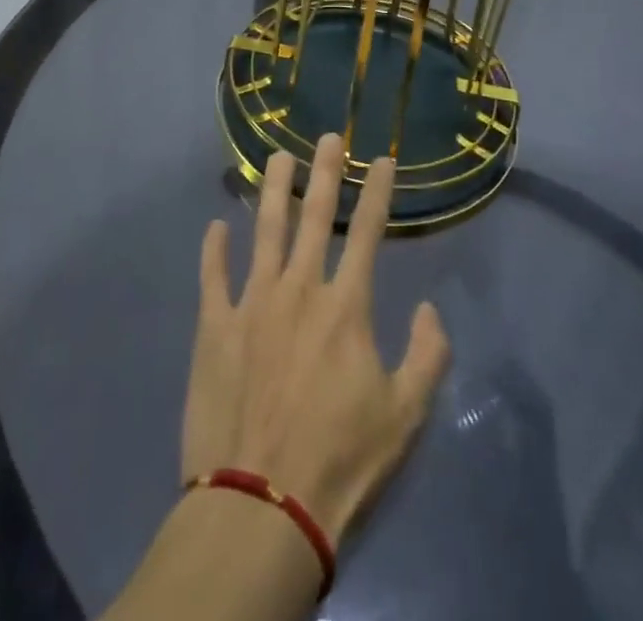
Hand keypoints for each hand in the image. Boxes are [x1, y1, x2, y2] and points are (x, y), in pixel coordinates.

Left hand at [182, 134, 450, 546]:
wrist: (260, 506)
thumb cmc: (340, 462)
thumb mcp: (405, 416)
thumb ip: (428, 355)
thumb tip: (429, 307)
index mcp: (345, 306)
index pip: (367, 232)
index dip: (377, 191)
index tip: (381, 159)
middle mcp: (298, 289)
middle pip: (314, 216)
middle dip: (324, 171)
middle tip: (327, 136)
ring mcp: (251, 303)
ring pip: (264, 230)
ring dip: (273, 190)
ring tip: (277, 157)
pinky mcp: (214, 327)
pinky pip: (212, 276)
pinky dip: (214, 249)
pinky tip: (215, 227)